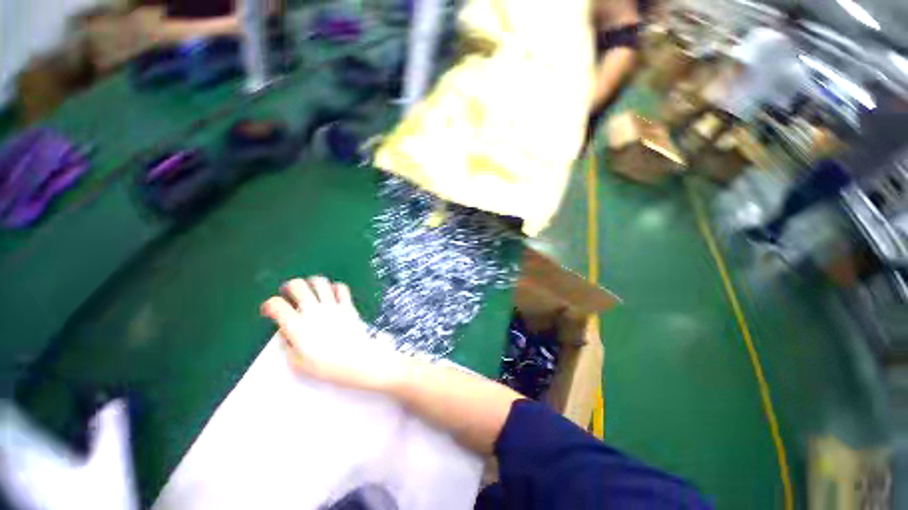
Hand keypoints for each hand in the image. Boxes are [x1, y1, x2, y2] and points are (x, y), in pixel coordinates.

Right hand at [261, 276, 409, 391]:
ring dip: (312, 283)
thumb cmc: (326, 366)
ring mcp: (332, 306)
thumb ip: (288, 345)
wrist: (356, 360)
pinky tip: (332, 294)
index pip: (276, 305)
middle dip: (290, 287)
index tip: (269, 310)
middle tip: (290, 294)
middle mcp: (313, 311)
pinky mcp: (347, 305)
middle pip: (298, 285)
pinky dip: (334, 287)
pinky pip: (341, 288)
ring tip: (311, 291)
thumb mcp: (298, 362)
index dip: (269, 305)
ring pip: (319, 282)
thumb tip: (286, 333)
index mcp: (297, 326)